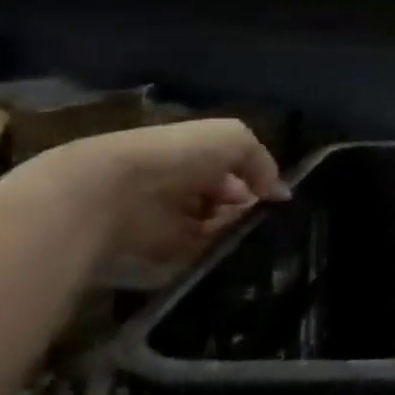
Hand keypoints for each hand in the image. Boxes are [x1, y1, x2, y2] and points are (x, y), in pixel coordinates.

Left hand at [26, 119, 288, 262]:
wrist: (115, 191)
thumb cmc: (179, 154)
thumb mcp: (235, 140)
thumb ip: (263, 163)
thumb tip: (280, 192)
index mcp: (196, 153)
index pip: (235, 169)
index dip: (256, 179)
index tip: (272, 195)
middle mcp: (184, 183)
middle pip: (227, 201)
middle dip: (247, 209)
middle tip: (260, 218)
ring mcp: (170, 217)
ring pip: (216, 228)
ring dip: (233, 232)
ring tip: (245, 235)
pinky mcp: (159, 250)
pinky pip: (198, 254)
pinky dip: (215, 253)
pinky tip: (228, 250)